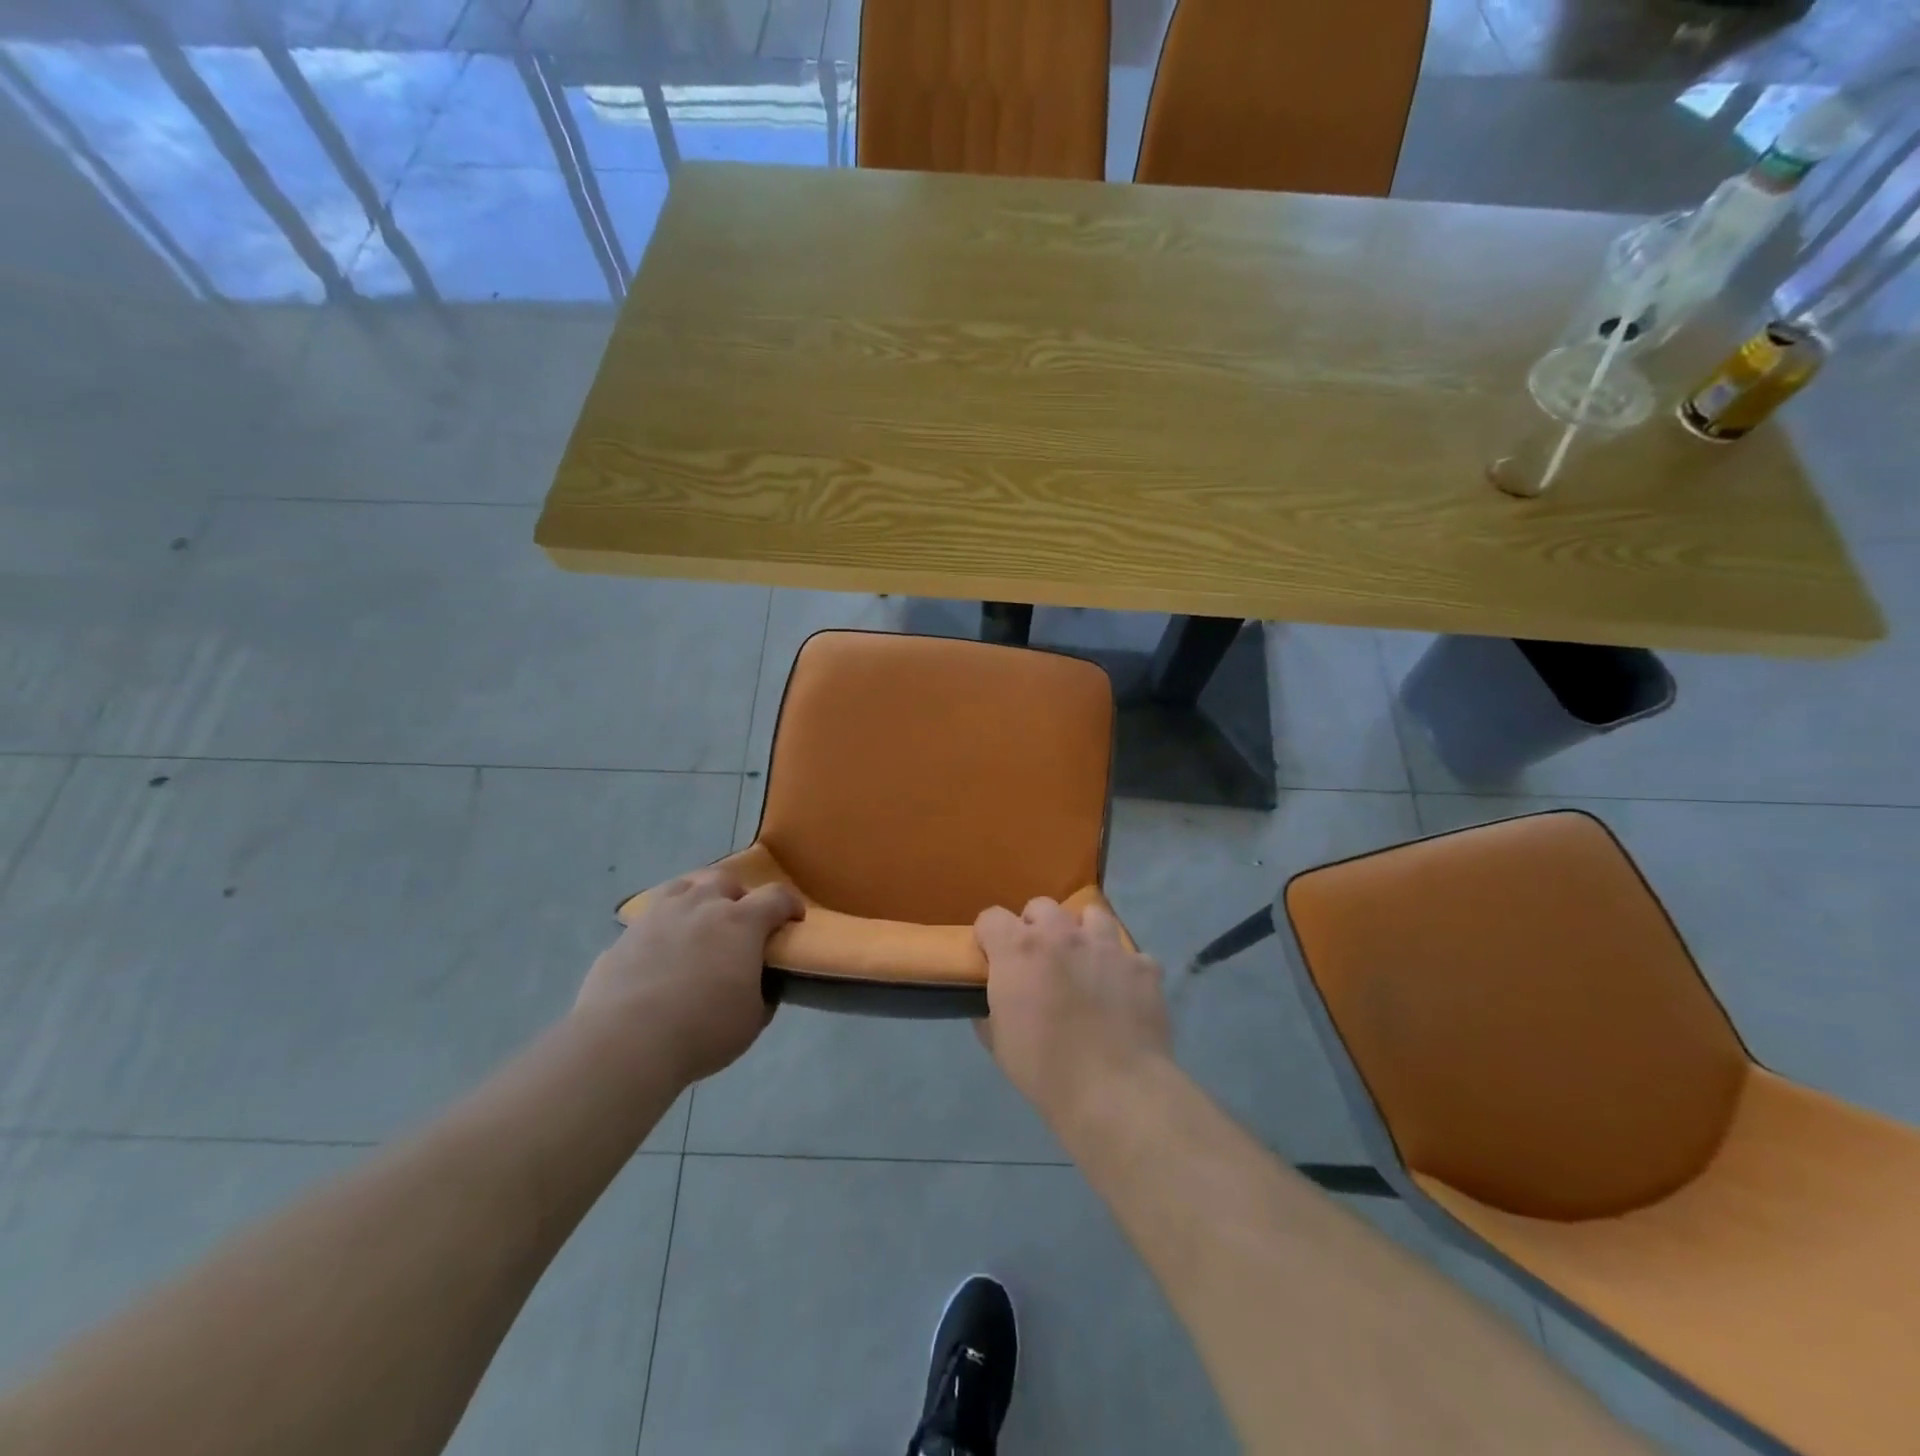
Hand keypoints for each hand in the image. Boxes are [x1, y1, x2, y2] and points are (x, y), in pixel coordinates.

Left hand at [576, 869, 802, 1083]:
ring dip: (698, 897)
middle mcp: (702, 905)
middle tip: (740, 922)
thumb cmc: (702, 1030)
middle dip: (739, 896)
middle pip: (726, 880)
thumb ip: (763, 994)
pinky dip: (664, 924)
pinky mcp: (626, 934)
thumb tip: (763, 984)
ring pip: (685, 886)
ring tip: (698, 920)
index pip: (776, 896)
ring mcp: (660, 914)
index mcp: (741, 922)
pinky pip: (652, 916)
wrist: (625, 1042)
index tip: (793, 919)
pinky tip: (662, 948)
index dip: (790, 905)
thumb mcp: (752, 1020)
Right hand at [974, 897, 1170, 1118]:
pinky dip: (1125, 970)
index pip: (991, 917)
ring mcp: (1107, 947)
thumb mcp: (998, 1042)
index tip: (992, 957)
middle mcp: (1062, 935)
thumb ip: (991, 1010)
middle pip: (1042, 907)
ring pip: (1092, 915)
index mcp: (1020, 949)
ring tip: (1085, 962)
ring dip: (1083, 933)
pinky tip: (1124, 995)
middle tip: (1039, 961)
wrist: (1114, 1090)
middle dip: (1036, 927)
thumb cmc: (1044, 1068)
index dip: (989, 936)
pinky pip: (1132, 956)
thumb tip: (993, 1003)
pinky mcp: (1143, 967)